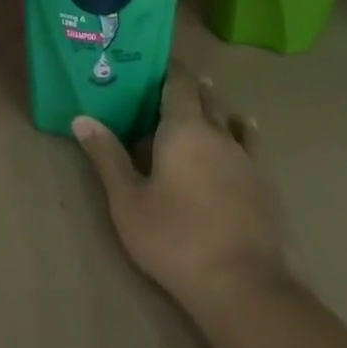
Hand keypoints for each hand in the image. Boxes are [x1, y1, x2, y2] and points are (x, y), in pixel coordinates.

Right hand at [75, 64, 285, 312]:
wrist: (243, 286)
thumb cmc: (174, 238)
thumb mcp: (127, 200)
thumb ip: (107, 156)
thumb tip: (82, 118)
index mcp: (182, 129)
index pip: (178, 82)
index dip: (167, 68)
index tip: (150, 62)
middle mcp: (217, 132)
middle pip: (204, 95)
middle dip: (186, 86)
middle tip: (161, 86)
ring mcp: (246, 157)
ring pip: (228, 116)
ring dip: (212, 106)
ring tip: (197, 104)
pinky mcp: (264, 182)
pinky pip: (250, 141)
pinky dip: (240, 129)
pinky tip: (239, 129)